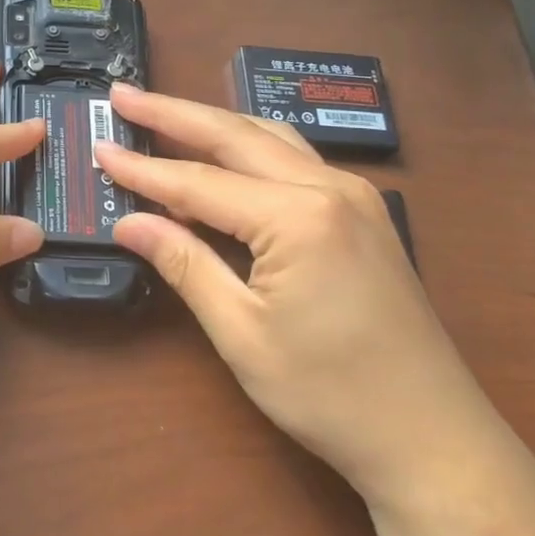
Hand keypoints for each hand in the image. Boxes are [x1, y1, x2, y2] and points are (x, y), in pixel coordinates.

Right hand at [98, 86, 510, 512]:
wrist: (435, 441)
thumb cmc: (331, 395)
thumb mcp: (242, 334)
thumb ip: (185, 264)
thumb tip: (128, 223)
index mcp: (298, 217)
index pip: (199, 182)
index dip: (143, 169)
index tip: (99, 147)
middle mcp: (329, 188)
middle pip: (235, 135)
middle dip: (173, 113)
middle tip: (123, 95)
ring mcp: (354, 196)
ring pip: (268, 137)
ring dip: (212, 122)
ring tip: (162, 112)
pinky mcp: (363, 212)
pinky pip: (293, 158)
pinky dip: (248, 145)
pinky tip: (224, 150)